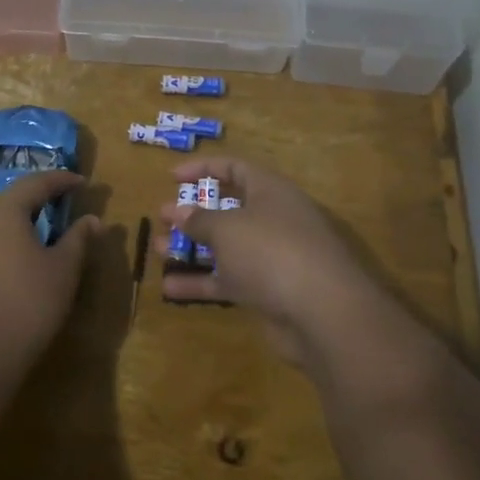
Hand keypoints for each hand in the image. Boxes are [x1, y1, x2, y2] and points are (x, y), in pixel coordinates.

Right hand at [159, 157, 387, 368]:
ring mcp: (272, 257)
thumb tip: (177, 210)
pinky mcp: (268, 291)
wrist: (322, 312)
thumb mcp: (227, 228)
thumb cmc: (271, 251)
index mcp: (270, 191)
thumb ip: (199, 219)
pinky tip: (169, 288)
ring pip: (226, 247)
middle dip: (195, 213)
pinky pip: (230, 280)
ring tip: (157, 250)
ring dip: (192, 248)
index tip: (172, 177)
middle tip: (163, 218)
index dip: (204, 168)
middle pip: (230, 209)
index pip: (236, 168)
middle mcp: (274, 219)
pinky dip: (202, 282)